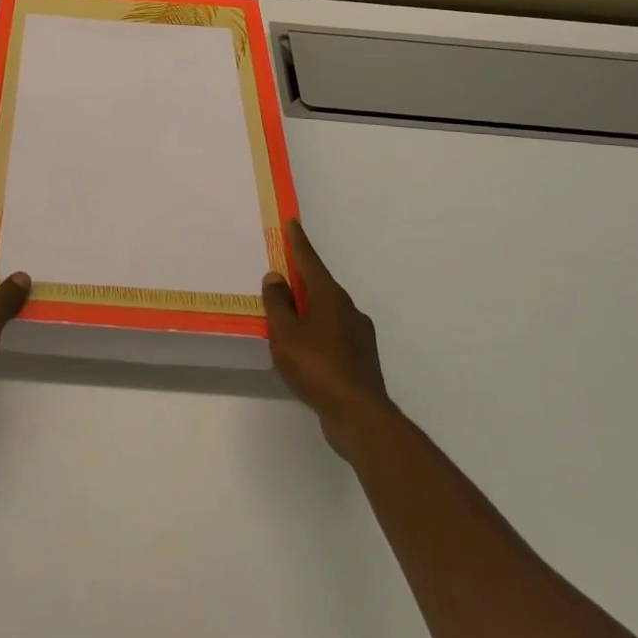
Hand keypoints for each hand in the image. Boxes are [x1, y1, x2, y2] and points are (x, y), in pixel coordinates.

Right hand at [262, 220, 395, 454]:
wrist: (359, 415)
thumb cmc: (317, 366)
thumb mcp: (286, 333)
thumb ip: (278, 303)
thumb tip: (276, 277)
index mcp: (330, 297)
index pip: (310, 261)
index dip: (299, 242)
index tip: (293, 223)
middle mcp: (348, 309)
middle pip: (320, 286)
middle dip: (303, 279)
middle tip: (283, 273)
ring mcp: (359, 335)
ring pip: (328, 312)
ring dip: (309, 309)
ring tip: (290, 317)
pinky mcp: (361, 359)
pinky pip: (334, 334)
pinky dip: (318, 332)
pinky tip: (307, 349)